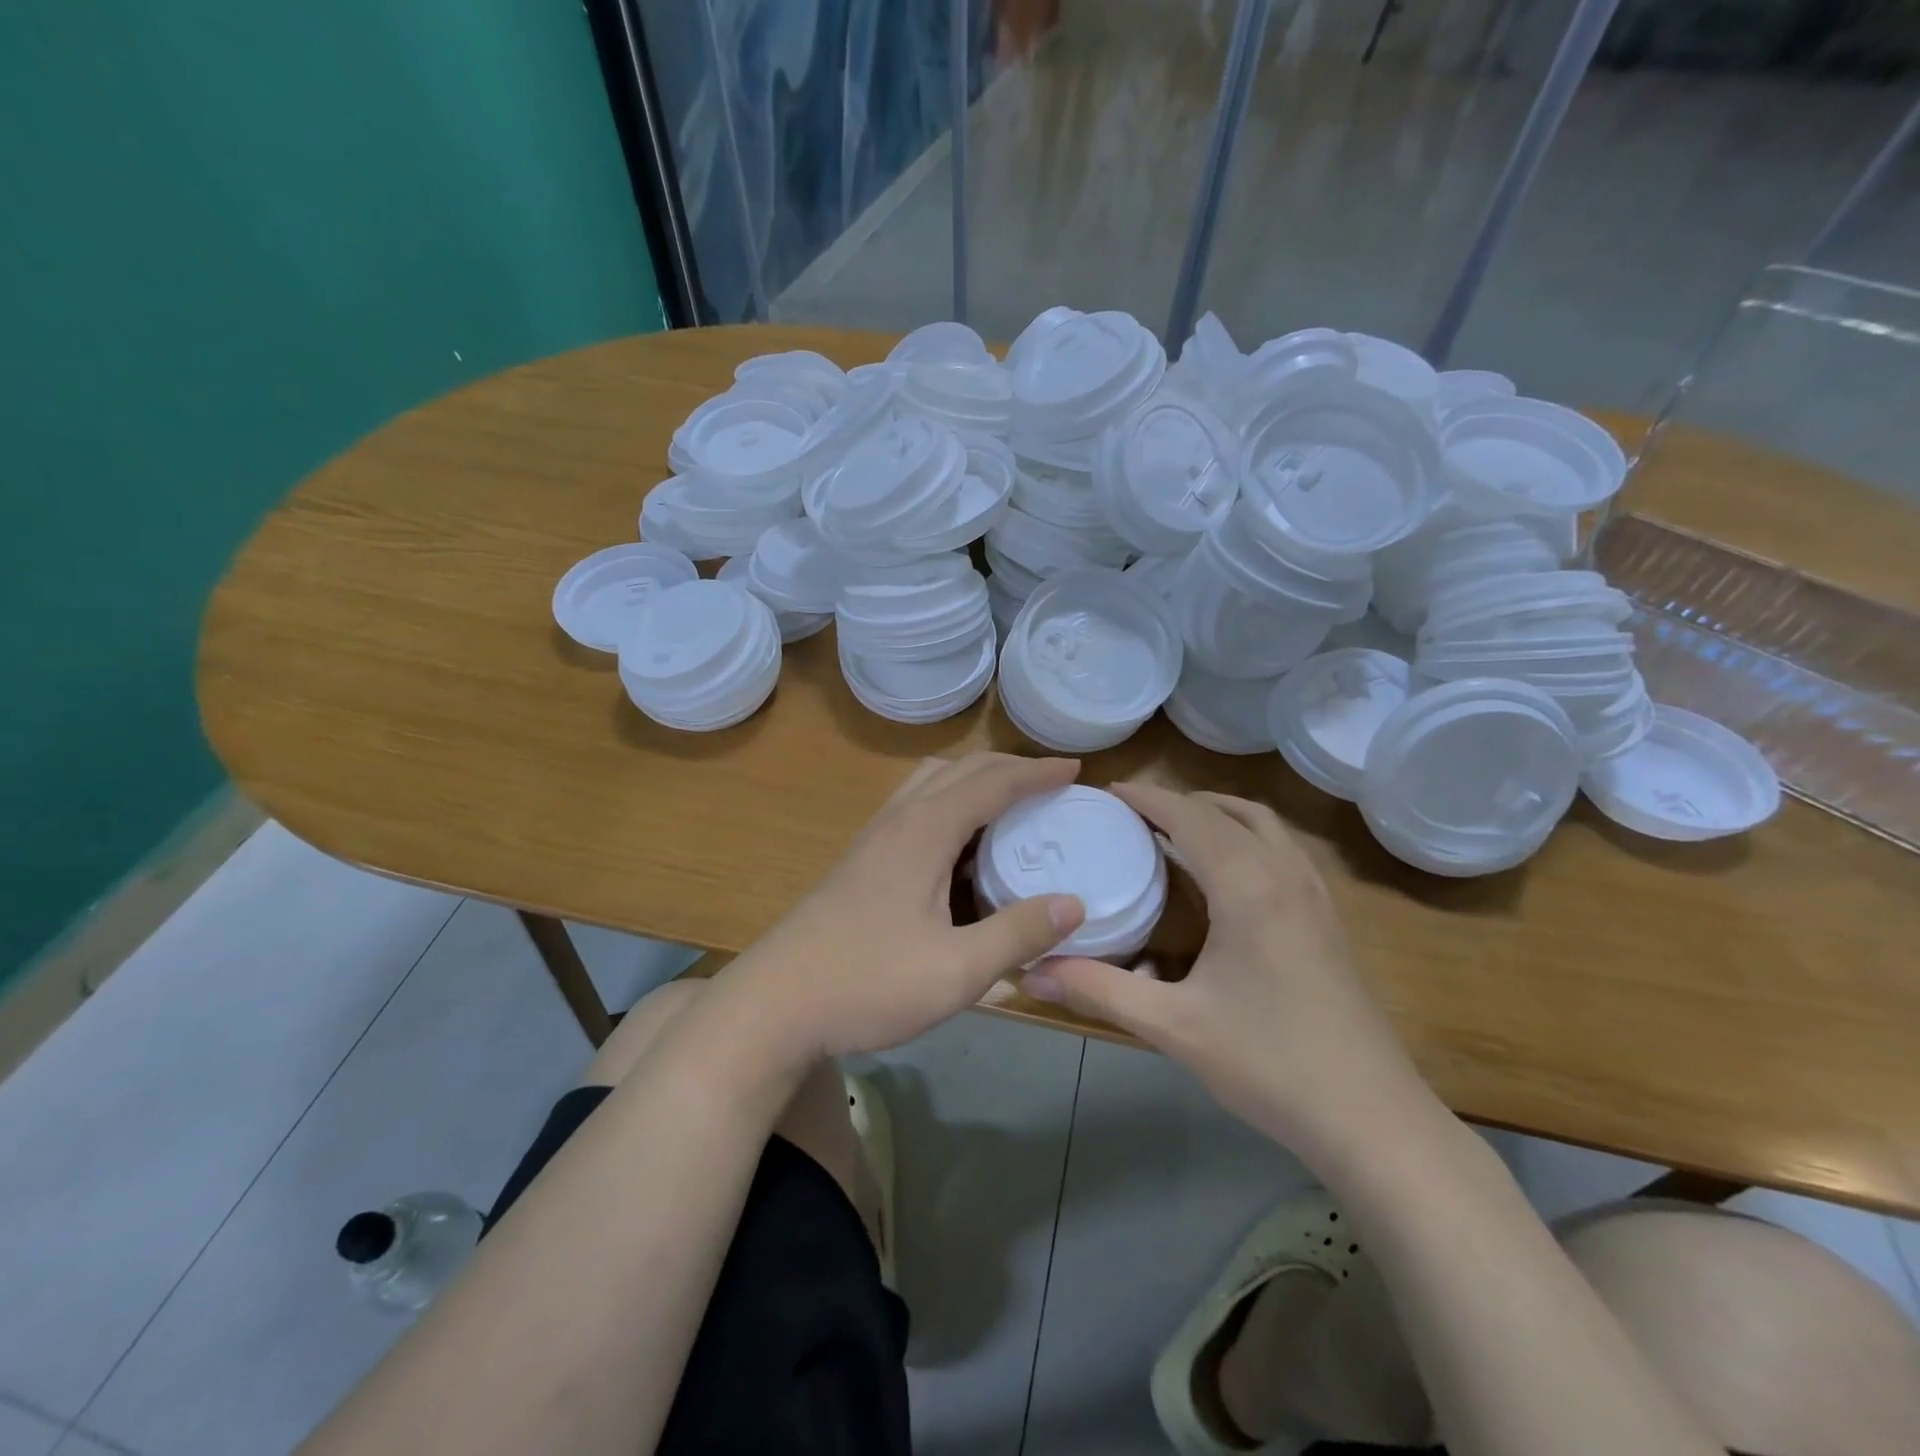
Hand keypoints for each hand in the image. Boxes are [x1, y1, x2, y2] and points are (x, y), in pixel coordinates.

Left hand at [723, 753, 1087, 1060]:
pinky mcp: (860, 861)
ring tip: (1010, 804)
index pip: (992, 783)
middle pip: (960, 769)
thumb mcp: (955, 970)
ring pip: (930, 783)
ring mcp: (874, 839)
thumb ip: (1016, 934)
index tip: (1076, 770)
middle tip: (1051, 782)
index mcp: (924, 831)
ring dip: (974, 780)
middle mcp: (899, 820)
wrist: (773, 1005)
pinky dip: (950, 803)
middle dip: (1009, 767)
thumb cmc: (867, 984)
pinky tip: (960, 845)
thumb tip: (1074, 904)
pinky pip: (915, 807)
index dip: (1036, 773)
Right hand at [1021, 784, 1426, 1154]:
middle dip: (1178, 801)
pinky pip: (1282, 851)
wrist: (1372, 1120)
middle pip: (1228, 810)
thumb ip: (1099, 990)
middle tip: (1131, 814)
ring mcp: (1315, 896)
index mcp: (1248, 885)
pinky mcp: (1329, 920)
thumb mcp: (1173, 1026)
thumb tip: (1030, 972)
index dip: (1146, 797)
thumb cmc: (1270, 1064)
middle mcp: (1285, 874)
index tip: (1106, 791)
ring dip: (1217, 814)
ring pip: (1264, 826)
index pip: (1189, 816)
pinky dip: (1246, 837)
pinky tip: (1227, 875)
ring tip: (1174, 831)